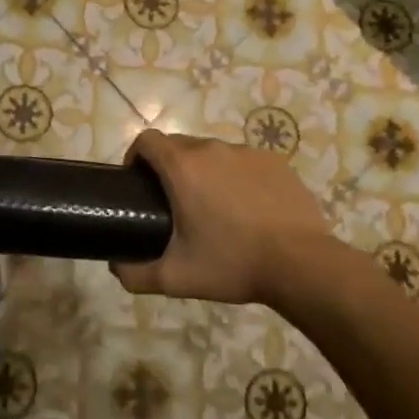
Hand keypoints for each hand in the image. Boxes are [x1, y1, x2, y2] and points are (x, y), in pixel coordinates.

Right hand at [113, 130, 339, 304]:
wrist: (302, 265)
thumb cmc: (232, 264)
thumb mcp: (175, 278)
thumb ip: (135, 274)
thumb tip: (116, 266)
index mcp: (182, 167)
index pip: (147, 140)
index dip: (135, 156)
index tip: (137, 182)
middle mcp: (212, 150)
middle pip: (179, 144)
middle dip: (168, 166)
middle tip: (172, 202)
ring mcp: (248, 153)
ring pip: (213, 153)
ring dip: (203, 171)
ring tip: (212, 207)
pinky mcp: (276, 163)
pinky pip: (244, 162)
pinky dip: (236, 177)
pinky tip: (246, 208)